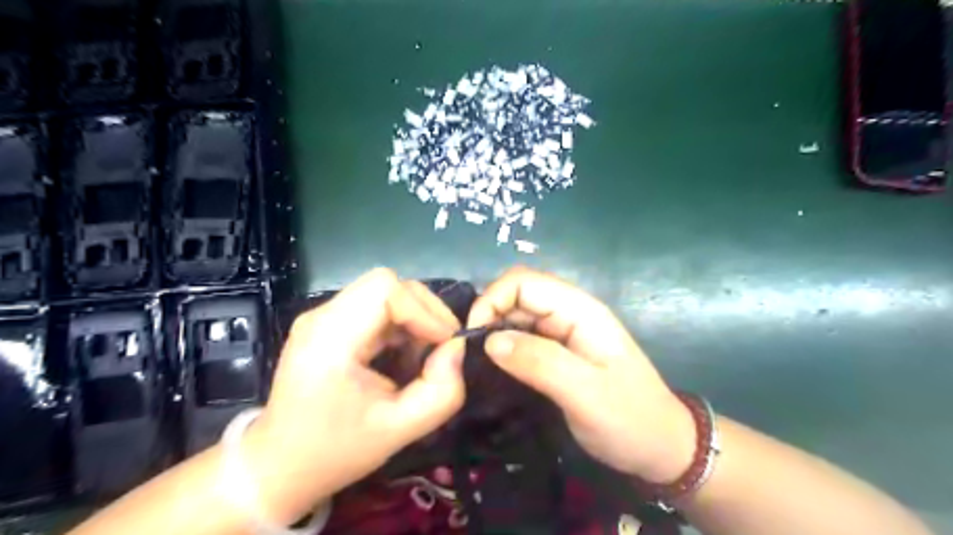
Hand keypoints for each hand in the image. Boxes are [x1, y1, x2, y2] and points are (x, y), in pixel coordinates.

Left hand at [248, 270, 465, 508]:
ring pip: (383, 291)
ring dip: (413, 317)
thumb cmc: (336, 452)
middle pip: (386, 283)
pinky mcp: (327, 323)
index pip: (385, 289)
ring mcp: (322, 317)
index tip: (444, 344)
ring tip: (421, 354)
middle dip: (424, 310)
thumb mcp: (400, 430)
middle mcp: (321, 316)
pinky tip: (402, 354)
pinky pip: (374, 306)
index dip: (424, 311)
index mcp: (330, 339)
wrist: (279, 466)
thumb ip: (442, 391)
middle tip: (441, 347)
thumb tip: (456, 349)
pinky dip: (399, 323)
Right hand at [469, 266, 694, 482]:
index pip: (523, 282)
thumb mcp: (585, 394)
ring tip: (476, 364)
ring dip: (493, 332)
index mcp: (580, 310)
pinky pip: (523, 337)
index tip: (473, 338)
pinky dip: (504, 347)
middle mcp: (570, 312)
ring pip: (517, 316)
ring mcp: (564, 331)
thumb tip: (489, 341)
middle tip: (470, 356)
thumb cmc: (629, 419)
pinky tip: (494, 368)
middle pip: (517, 295)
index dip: (492, 300)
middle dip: (488, 316)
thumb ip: (539, 362)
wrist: (662, 447)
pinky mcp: (559, 351)